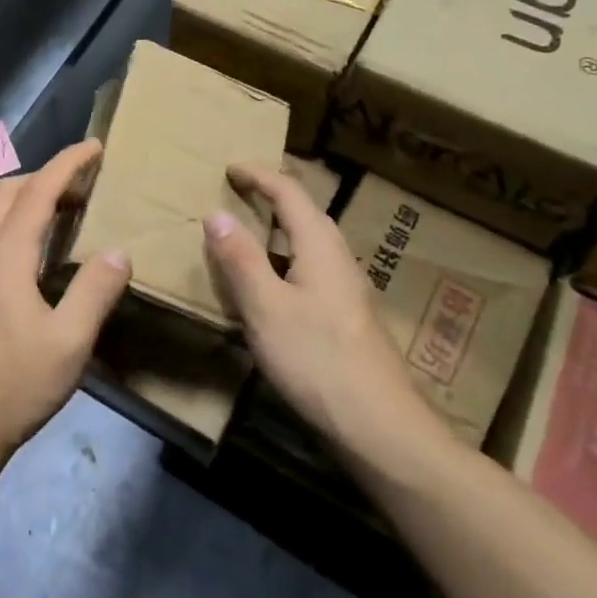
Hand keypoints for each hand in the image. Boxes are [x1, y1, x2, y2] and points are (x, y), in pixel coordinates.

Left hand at [0, 141, 131, 464]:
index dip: (67, 164)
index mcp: (6, 257)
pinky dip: (19, 224)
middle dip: (45, 175)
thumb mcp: (69, 342)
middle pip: (7, 193)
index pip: (38, 192)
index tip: (94, 147)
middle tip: (84, 183)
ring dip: (29, 200)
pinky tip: (40, 254)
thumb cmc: (15, 384)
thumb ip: (95, 291)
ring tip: (68, 213)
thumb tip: (118, 252)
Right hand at [204, 164, 453, 470]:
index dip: (259, 176)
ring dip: (279, 231)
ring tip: (248, 237)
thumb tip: (215, 213)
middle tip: (238, 195)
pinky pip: (311, 271)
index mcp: (320, 246)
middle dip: (272, 197)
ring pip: (310, 244)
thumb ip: (240, 259)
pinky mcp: (348, 319)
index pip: (289, 192)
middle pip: (306, 214)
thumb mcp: (266, 308)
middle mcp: (339, 259)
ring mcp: (348, 291)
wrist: (381, 429)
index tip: (230, 168)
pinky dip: (285, 262)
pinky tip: (271, 290)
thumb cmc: (318, 361)